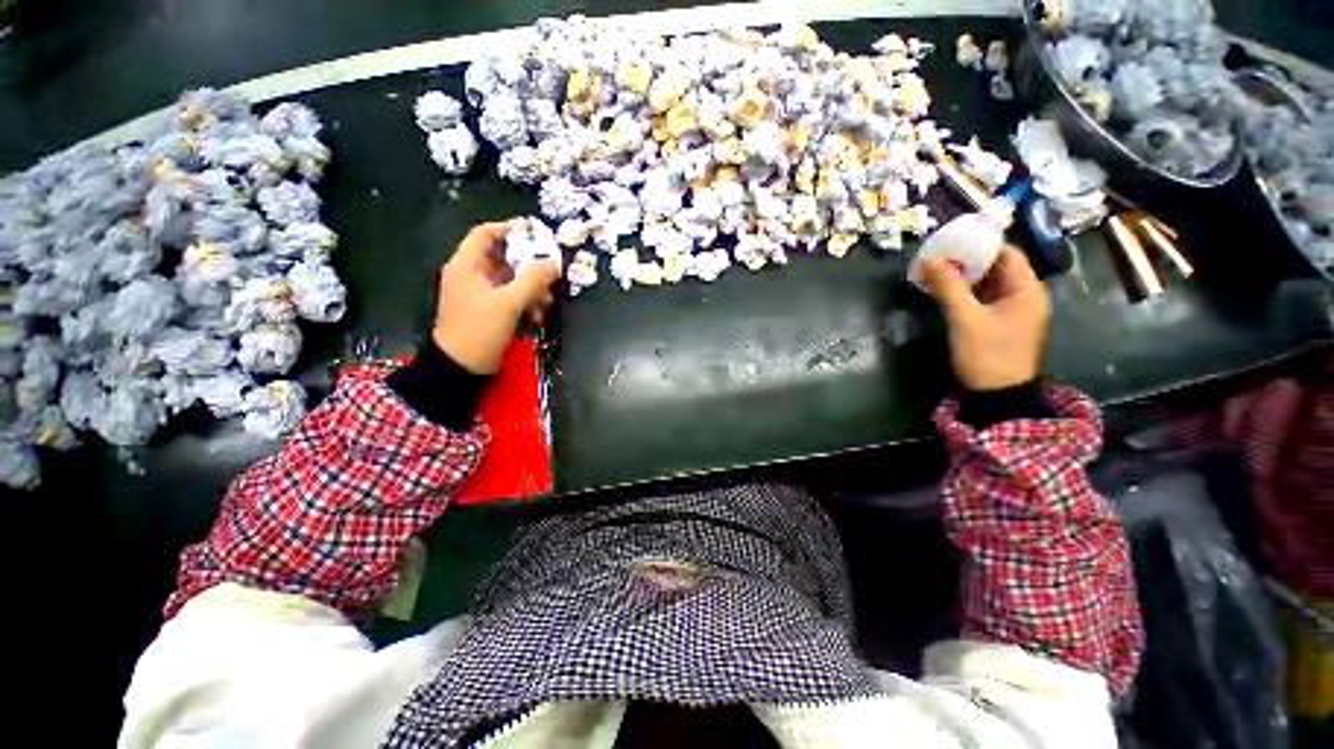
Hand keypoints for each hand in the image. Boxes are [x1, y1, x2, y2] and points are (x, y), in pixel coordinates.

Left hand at [432, 220, 561, 374]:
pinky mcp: (488, 309)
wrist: (461, 367)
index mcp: (467, 265)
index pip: (486, 234)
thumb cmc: (480, 330)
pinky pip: (510, 296)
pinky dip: (525, 301)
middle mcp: (471, 274)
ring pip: (511, 279)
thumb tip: (554, 264)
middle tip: (550, 271)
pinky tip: (537, 315)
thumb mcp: (509, 303)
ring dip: (531, 287)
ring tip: (547, 301)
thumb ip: (533, 280)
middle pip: (503, 257)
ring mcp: (480, 293)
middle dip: (529, 265)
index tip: (535, 232)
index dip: (509, 228)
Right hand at [920, 247, 1050, 391]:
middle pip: (997, 268)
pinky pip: (985, 300)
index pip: (1007, 254)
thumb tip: (928, 260)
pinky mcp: (1002, 324)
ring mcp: (1014, 312)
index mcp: (1027, 289)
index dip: (980, 245)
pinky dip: (966, 293)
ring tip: (936, 273)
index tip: (951, 242)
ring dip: (964, 278)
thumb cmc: (986, 353)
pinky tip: (945, 293)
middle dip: (967, 262)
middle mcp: (1025, 296)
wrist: (997, 395)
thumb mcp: (964, 318)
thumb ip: (947, 287)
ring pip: (989, 285)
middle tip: (937, 258)